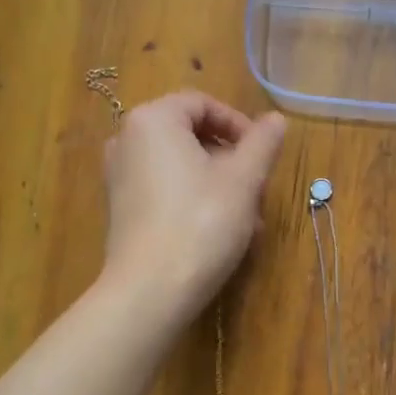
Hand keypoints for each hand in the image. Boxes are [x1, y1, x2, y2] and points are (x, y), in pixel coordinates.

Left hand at [102, 91, 287, 321]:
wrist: (150, 290)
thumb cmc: (201, 223)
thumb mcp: (243, 180)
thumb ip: (262, 143)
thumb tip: (276, 120)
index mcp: (153, 120)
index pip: (201, 104)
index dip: (238, 123)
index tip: (262, 152)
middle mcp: (127, 140)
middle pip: (190, 135)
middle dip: (231, 160)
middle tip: (258, 189)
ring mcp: (120, 177)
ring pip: (182, 167)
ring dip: (219, 184)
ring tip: (249, 219)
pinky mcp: (122, 209)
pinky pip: (165, 190)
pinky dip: (195, 200)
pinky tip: (221, 232)